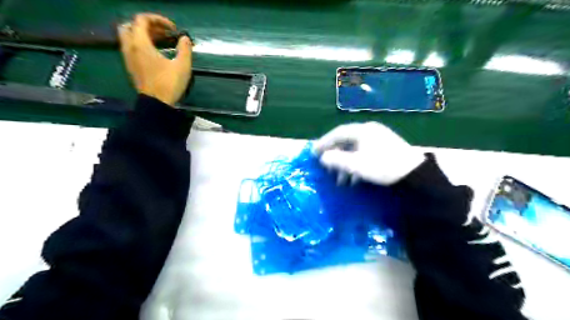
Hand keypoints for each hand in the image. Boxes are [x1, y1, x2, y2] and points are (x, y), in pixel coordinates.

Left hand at [119, 13, 193, 105]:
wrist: (157, 103)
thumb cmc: (169, 84)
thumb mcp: (182, 66)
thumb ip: (184, 49)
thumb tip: (185, 38)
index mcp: (141, 44)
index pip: (142, 20)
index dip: (158, 19)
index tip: (172, 29)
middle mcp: (130, 47)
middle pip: (131, 25)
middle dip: (147, 26)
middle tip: (163, 33)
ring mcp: (128, 58)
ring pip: (129, 37)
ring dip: (143, 35)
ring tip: (161, 42)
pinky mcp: (131, 66)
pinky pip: (131, 48)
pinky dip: (141, 44)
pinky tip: (156, 54)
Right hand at [313, 123, 424, 187]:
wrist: (414, 174)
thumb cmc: (382, 166)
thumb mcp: (357, 165)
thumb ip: (337, 160)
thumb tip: (322, 157)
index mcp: (362, 130)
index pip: (337, 133)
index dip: (324, 143)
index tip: (314, 153)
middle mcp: (369, 130)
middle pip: (345, 141)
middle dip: (335, 157)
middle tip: (326, 168)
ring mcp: (378, 138)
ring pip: (354, 149)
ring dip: (345, 164)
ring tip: (341, 181)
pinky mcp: (385, 147)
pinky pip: (363, 153)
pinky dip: (356, 164)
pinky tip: (354, 179)